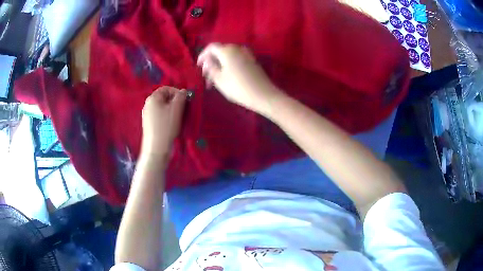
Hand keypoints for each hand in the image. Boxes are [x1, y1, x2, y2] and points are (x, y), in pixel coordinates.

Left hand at [141, 86, 186, 157]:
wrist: (156, 148)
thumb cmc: (166, 126)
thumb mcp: (177, 109)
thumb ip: (181, 96)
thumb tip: (183, 91)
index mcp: (152, 98)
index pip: (166, 88)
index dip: (177, 92)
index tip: (185, 100)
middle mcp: (147, 105)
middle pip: (164, 98)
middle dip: (175, 101)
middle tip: (183, 109)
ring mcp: (147, 115)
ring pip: (162, 107)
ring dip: (172, 110)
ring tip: (179, 118)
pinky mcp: (149, 124)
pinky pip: (159, 116)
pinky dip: (167, 117)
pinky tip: (172, 125)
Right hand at [197, 43, 280, 114]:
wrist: (263, 94)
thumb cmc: (238, 87)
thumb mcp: (219, 79)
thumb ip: (210, 67)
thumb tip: (207, 61)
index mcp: (227, 50)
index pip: (211, 47)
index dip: (202, 55)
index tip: (198, 66)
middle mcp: (237, 48)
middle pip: (220, 52)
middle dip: (211, 63)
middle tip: (206, 77)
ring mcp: (246, 54)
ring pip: (228, 57)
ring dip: (219, 66)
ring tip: (215, 80)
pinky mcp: (252, 61)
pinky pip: (236, 59)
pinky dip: (229, 66)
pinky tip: (227, 77)